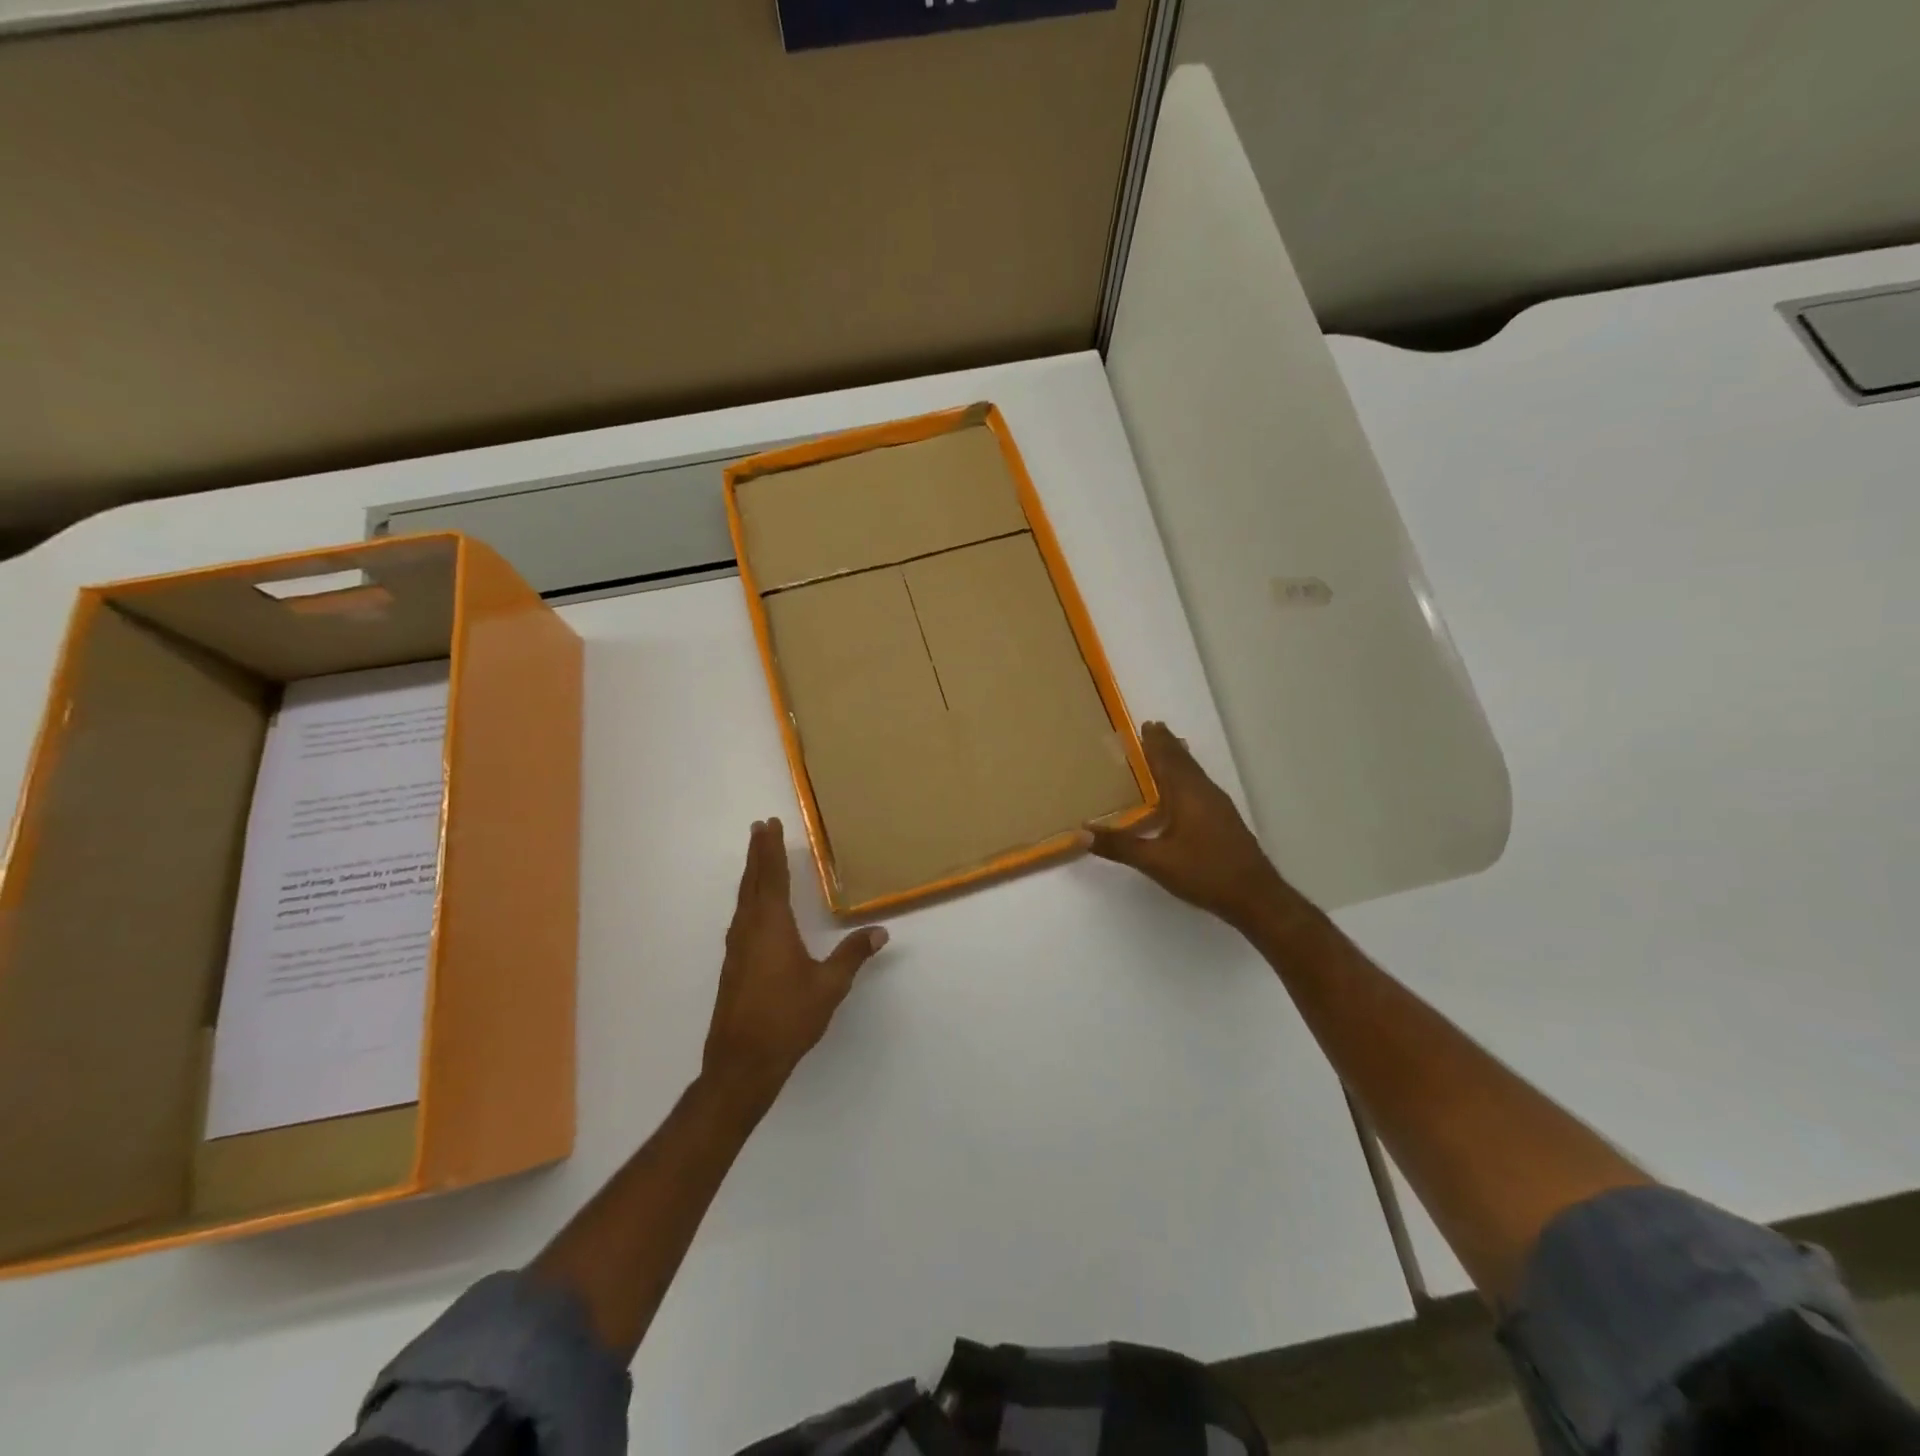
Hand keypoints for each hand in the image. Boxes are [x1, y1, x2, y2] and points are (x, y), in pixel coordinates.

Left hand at [702, 818, 888, 1110]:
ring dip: (752, 875)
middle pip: (752, 882)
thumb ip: (853, 955)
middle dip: (758, 854)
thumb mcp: (829, 986)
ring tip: (759, 859)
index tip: (769, 825)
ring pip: (744, 900)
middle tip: (760, 828)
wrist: (742, 1063)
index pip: (771, 877)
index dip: (771, 850)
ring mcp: (737, 948)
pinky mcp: (733, 965)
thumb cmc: (787, 1019)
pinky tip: (754, 909)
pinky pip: (742, 917)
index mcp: (771, 926)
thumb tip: (881, 931)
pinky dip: (749, 899)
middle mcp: (749, 929)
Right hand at [1088, 722, 1297, 932]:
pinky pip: (1201, 786)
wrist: (1255, 896)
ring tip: (1167, 749)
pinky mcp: (1225, 820)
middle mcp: (1204, 793)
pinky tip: (1184, 789)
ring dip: (1179, 759)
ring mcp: (1218, 806)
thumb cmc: (1204, 873)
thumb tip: (1082, 833)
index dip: (1155, 743)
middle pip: (1183, 761)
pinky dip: (1187, 776)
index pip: (1168, 760)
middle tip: (1153, 728)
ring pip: (1195, 773)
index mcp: (1187, 794)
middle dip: (1167, 745)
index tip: (1145, 724)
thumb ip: (1120, 846)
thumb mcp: (1156, 862)